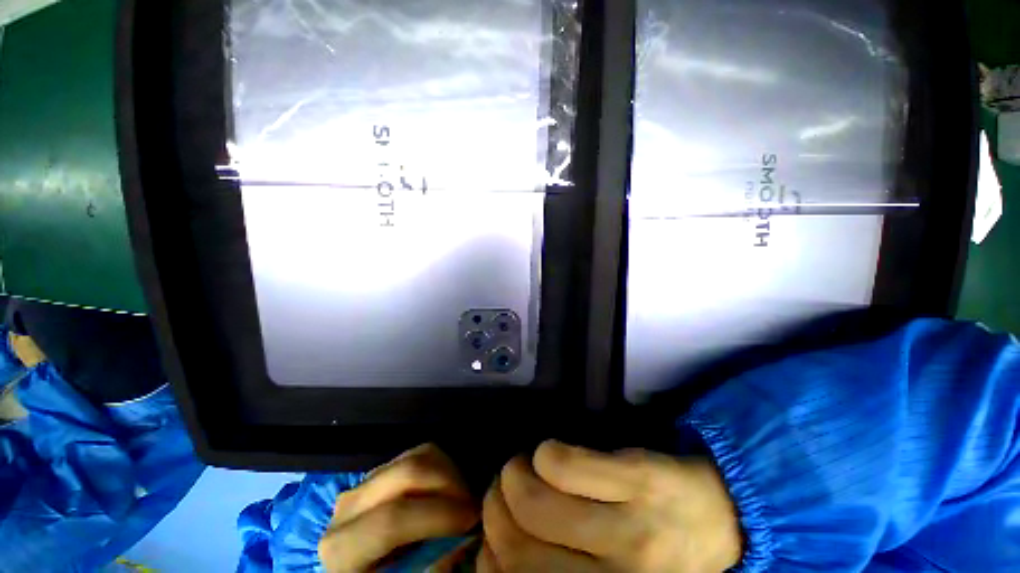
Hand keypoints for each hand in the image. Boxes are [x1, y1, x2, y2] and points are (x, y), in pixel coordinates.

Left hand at [319, 444, 478, 572]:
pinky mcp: (383, 469)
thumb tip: (463, 538)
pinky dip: (442, 467)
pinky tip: (446, 492)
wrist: (360, 569)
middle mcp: (349, 505)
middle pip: (407, 473)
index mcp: (342, 547)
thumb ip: (431, 565)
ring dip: (449, 473)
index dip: (438, 515)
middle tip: (472, 507)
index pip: (391, 520)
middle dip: (450, 485)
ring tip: (461, 500)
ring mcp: (365, 481)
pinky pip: (419, 453)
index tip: (471, 520)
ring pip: (418, 456)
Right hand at [477, 440, 741, 572]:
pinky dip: (545, 453)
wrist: (723, 517)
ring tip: (522, 465)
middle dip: (497, 504)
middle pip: (520, 543)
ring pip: (536, 500)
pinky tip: (550, 453)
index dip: (489, 557)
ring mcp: (631, 527)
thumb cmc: (657, 553)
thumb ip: (559, 568)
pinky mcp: (639, 478)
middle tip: (504, 485)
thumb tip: (499, 551)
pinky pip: (565, 464)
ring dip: (515, 473)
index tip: (491, 534)